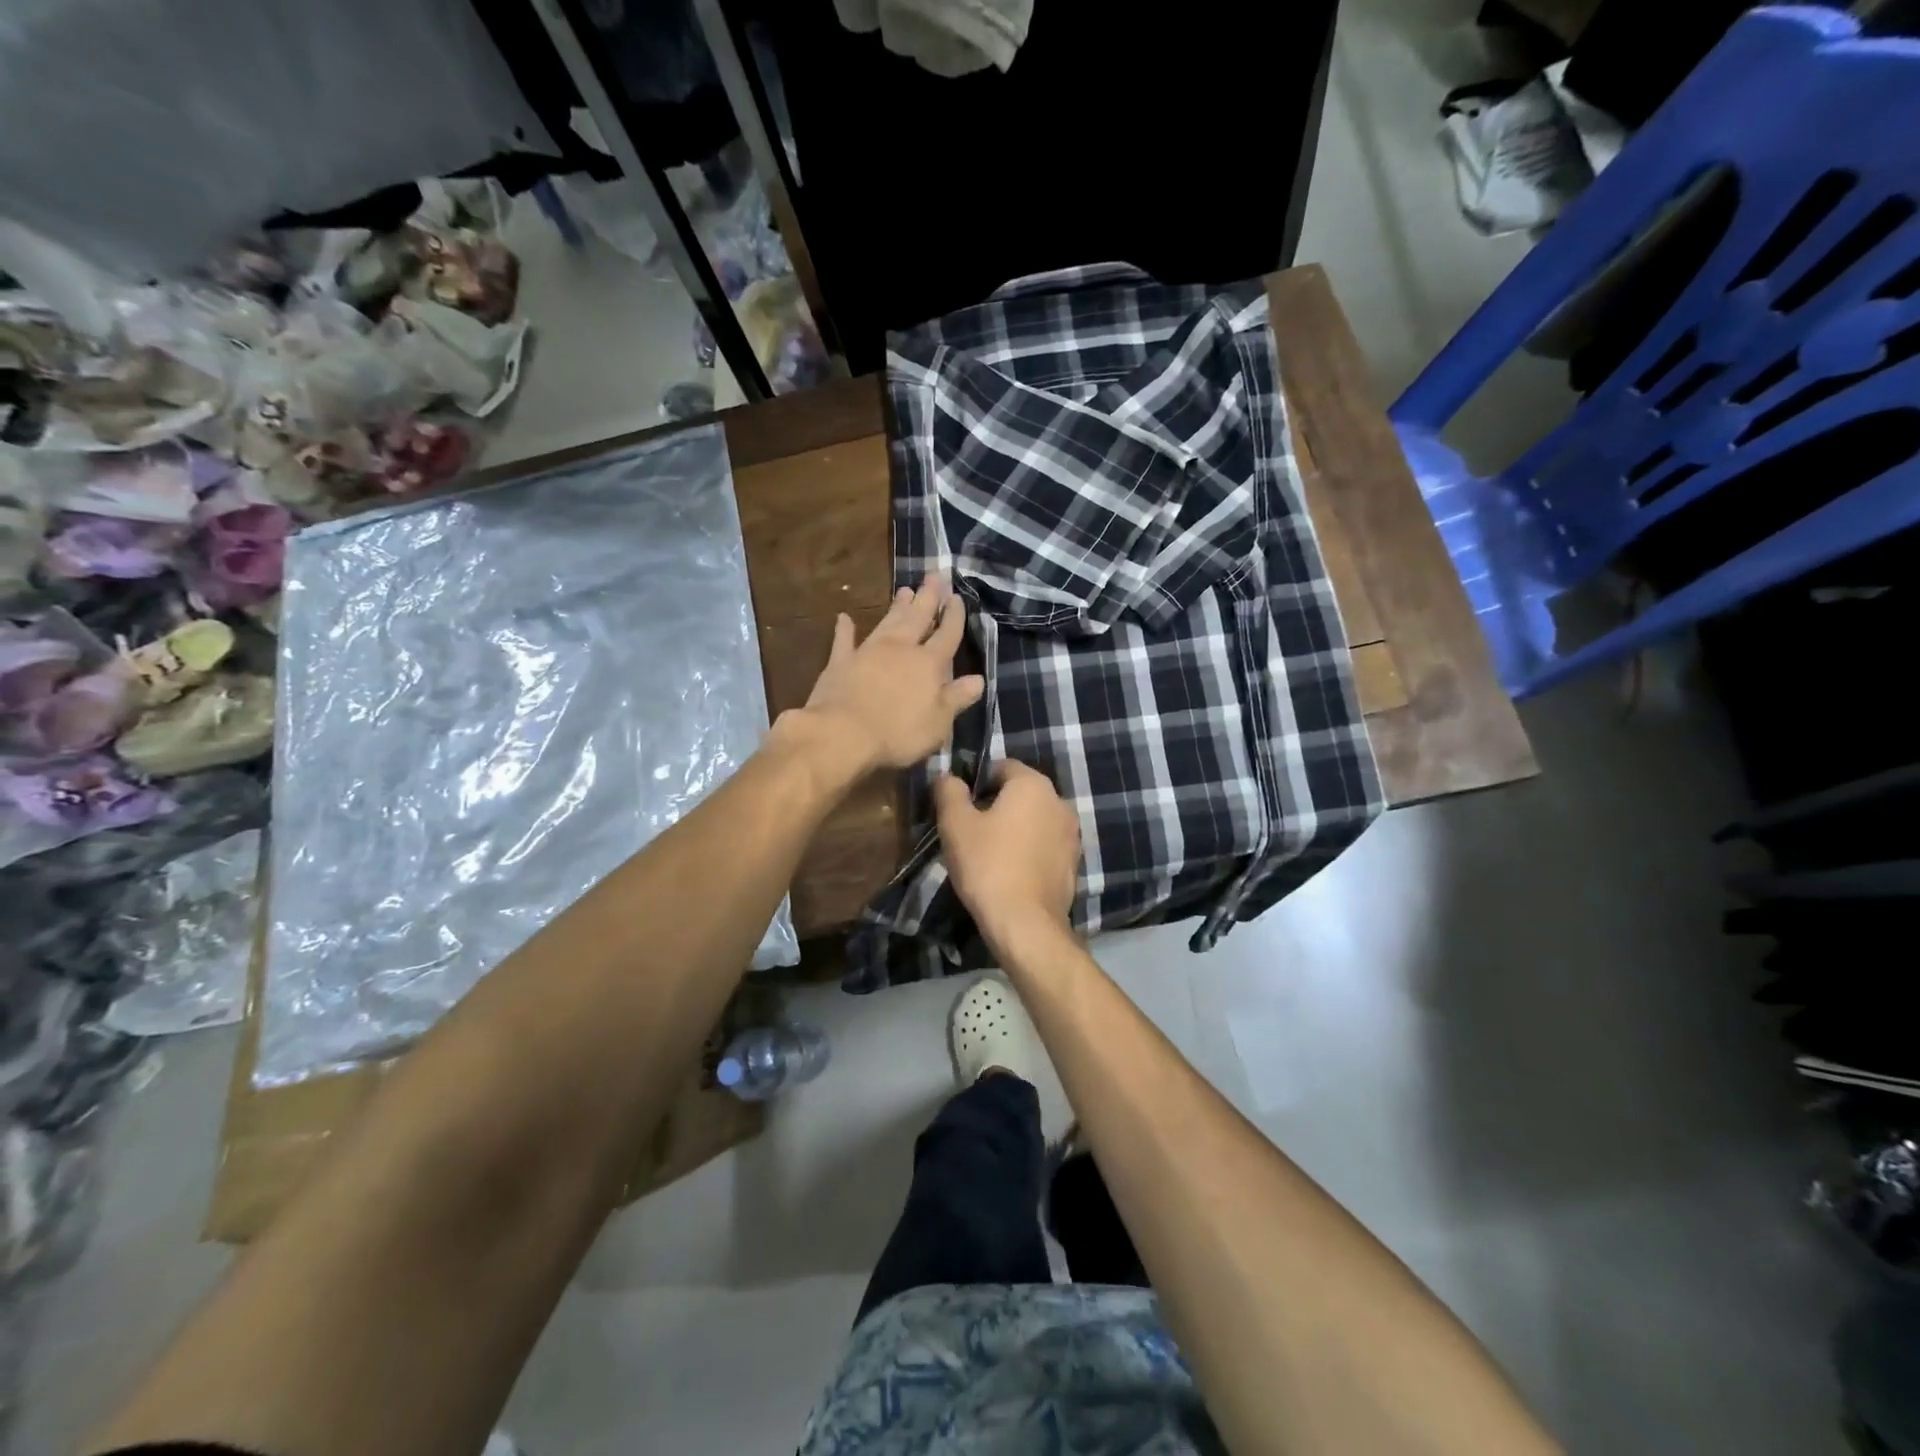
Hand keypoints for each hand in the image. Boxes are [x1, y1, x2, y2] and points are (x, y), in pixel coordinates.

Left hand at [792, 574, 984, 775]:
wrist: (843, 734)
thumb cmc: (898, 733)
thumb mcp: (938, 722)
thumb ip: (957, 698)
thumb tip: (979, 679)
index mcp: (928, 664)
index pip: (947, 635)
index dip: (954, 617)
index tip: (957, 597)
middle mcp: (900, 649)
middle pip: (917, 618)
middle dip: (927, 598)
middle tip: (933, 576)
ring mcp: (868, 652)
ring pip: (887, 622)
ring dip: (897, 606)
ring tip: (905, 589)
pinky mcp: (840, 662)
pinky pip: (844, 640)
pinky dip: (845, 629)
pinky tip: (844, 617)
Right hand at [933, 759, 1080, 949]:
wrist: (1026, 923)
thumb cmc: (988, 865)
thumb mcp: (955, 824)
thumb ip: (949, 791)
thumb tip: (948, 777)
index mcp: (1033, 784)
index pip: (1001, 766)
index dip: (976, 783)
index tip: (959, 808)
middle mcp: (1060, 801)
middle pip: (1020, 793)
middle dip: (995, 805)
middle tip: (970, 832)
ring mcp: (1072, 833)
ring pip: (1034, 820)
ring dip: (1014, 829)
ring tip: (989, 854)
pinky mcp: (1074, 862)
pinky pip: (1045, 845)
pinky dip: (1028, 850)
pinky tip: (1010, 871)